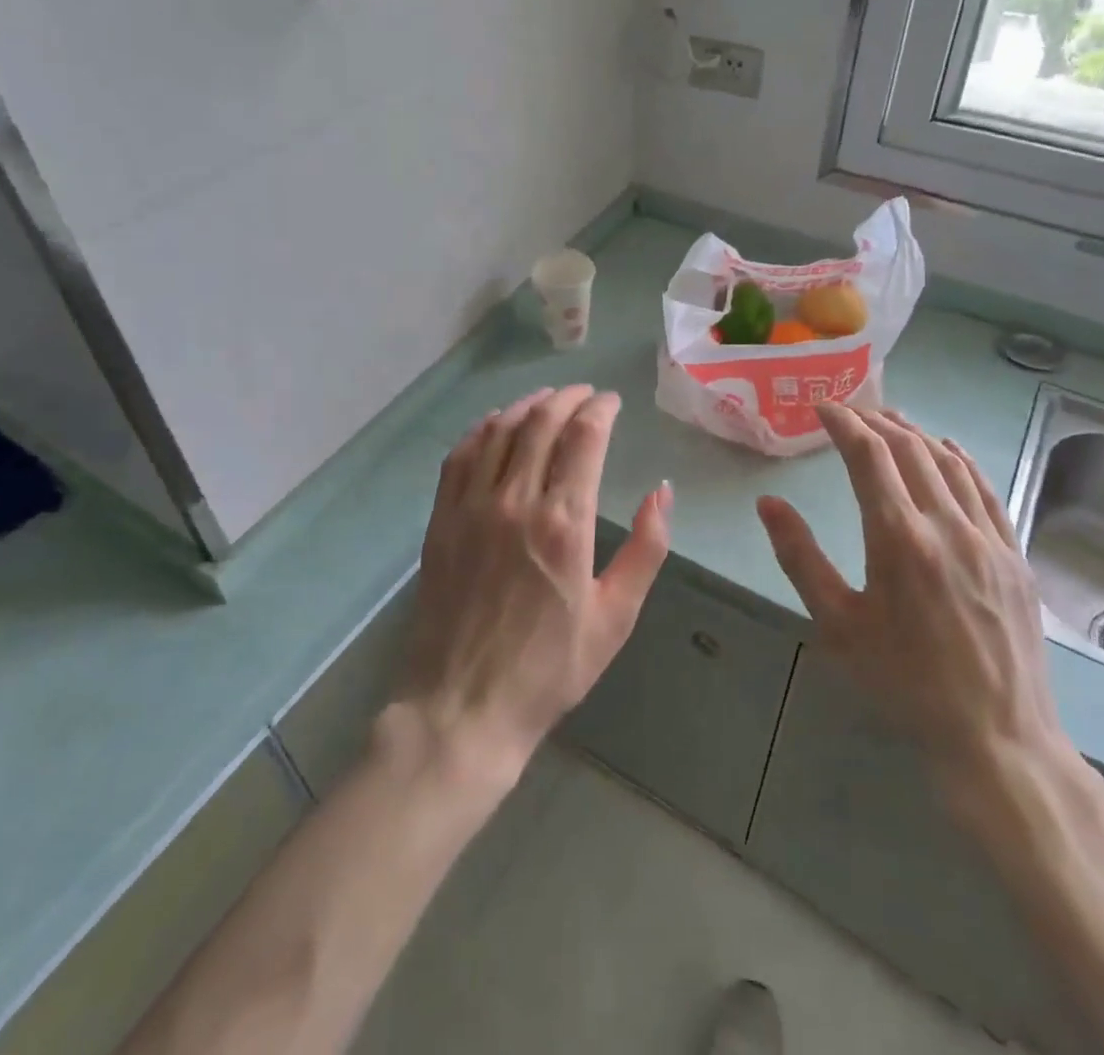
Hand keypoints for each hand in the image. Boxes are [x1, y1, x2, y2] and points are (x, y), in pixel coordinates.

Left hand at [398, 386, 672, 781]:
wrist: (463, 709)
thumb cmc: (549, 669)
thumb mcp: (616, 617)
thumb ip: (646, 548)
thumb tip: (662, 490)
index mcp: (565, 523)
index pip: (584, 437)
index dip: (601, 409)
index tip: (613, 403)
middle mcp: (516, 501)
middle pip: (542, 422)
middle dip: (568, 398)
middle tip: (585, 394)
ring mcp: (472, 507)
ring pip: (500, 431)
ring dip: (527, 406)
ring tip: (547, 398)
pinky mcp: (442, 520)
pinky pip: (459, 456)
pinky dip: (480, 429)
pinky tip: (494, 423)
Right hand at [756, 404, 1069, 802]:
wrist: (997, 738)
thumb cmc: (904, 684)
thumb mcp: (837, 625)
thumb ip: (800, 557)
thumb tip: (769, 503)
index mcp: (899, 538)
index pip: (869, 456)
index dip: (844, 423)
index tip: (823, 406)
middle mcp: (947, 525)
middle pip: (910, 449)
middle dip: (876, 421)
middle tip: (850, 411)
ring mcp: (989, 538)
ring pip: (950, 463)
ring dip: (916, 434)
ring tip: (890, 421)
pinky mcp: (1014, 556)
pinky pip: (985, 490)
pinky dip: (960, 461)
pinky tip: (948, 452)